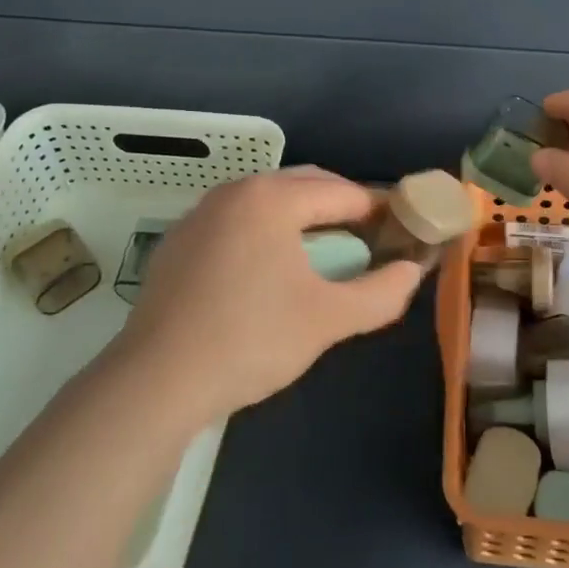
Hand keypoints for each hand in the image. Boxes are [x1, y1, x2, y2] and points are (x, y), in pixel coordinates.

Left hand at [116, 167, 426, 420]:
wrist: (155, 381)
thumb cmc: (250, 340)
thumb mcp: (328, 319)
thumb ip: (381, 292)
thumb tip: (413, 270)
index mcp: (273, 197)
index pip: (344, 192)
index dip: (379, 211)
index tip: (401, 233)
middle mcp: (236, 190)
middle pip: (306, 186)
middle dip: (342, 208)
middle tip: (368, 243)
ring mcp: (202, 212)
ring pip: (269, 201)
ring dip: (303, 219)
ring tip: (324, 256)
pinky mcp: (180, 239)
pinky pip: (238, 220)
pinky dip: (266, 232)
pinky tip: (268, 272)